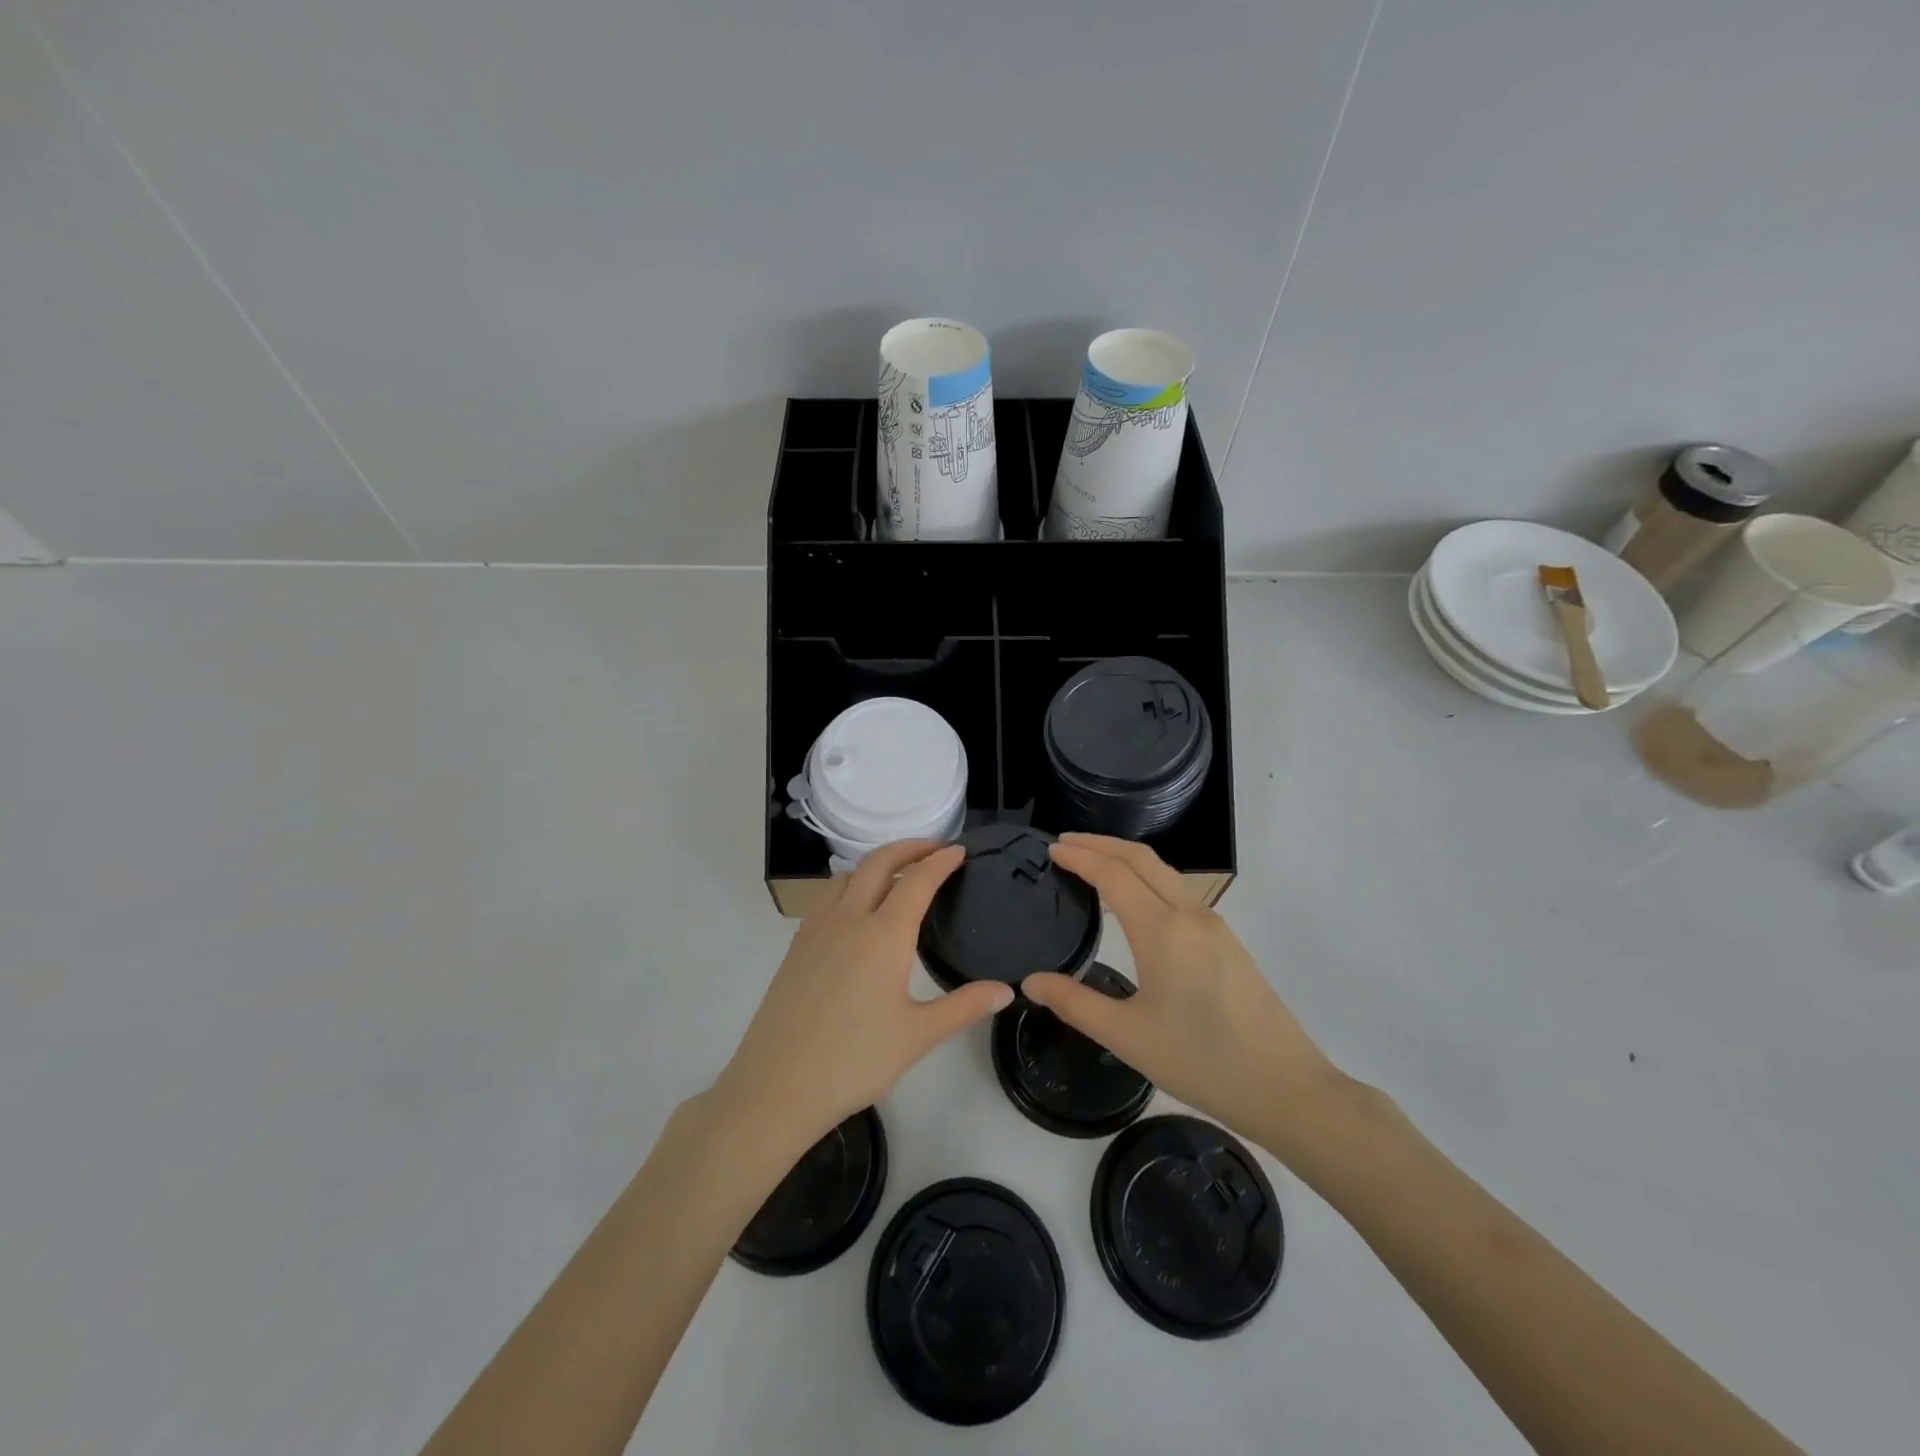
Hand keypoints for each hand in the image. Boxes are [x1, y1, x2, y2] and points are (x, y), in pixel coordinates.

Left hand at [711, 840, 1011, 1156]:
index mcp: (884, 936)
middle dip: (908, 848)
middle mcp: (849, 920)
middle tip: (933, 849)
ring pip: (847, 876)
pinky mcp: (796, 947)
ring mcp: (817, 931)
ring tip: (896, 877)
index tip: (959, 851)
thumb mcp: (918, 1036)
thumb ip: (964, 1007)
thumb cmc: (854, 1061)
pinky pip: (826, 899)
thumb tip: (1006, 990)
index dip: (940, 861)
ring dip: (875, 864)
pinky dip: (849, 886)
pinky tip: (855, 913)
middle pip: (878, 863)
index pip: (918, 881)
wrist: (776, 1086)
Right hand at [1022, 834, 1342, 1148]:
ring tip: (1092, 863)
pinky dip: (1146, 877)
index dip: (1080, 856)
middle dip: (1100, 843)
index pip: (1113, 874)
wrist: (1287, 1088)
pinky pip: (1178, 891)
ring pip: (1163, 872)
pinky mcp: (1227, 942)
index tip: (1051, 849)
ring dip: (1125, 858)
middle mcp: (1190, 915)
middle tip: (1064, 842)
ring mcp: (1214, 925)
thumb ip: (1074, 1003)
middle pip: (1140, 858)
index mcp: (1162, 931)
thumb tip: (1030, 981)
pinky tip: (1133, 900)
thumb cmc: (1201, 1062)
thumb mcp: (1127, 1037)